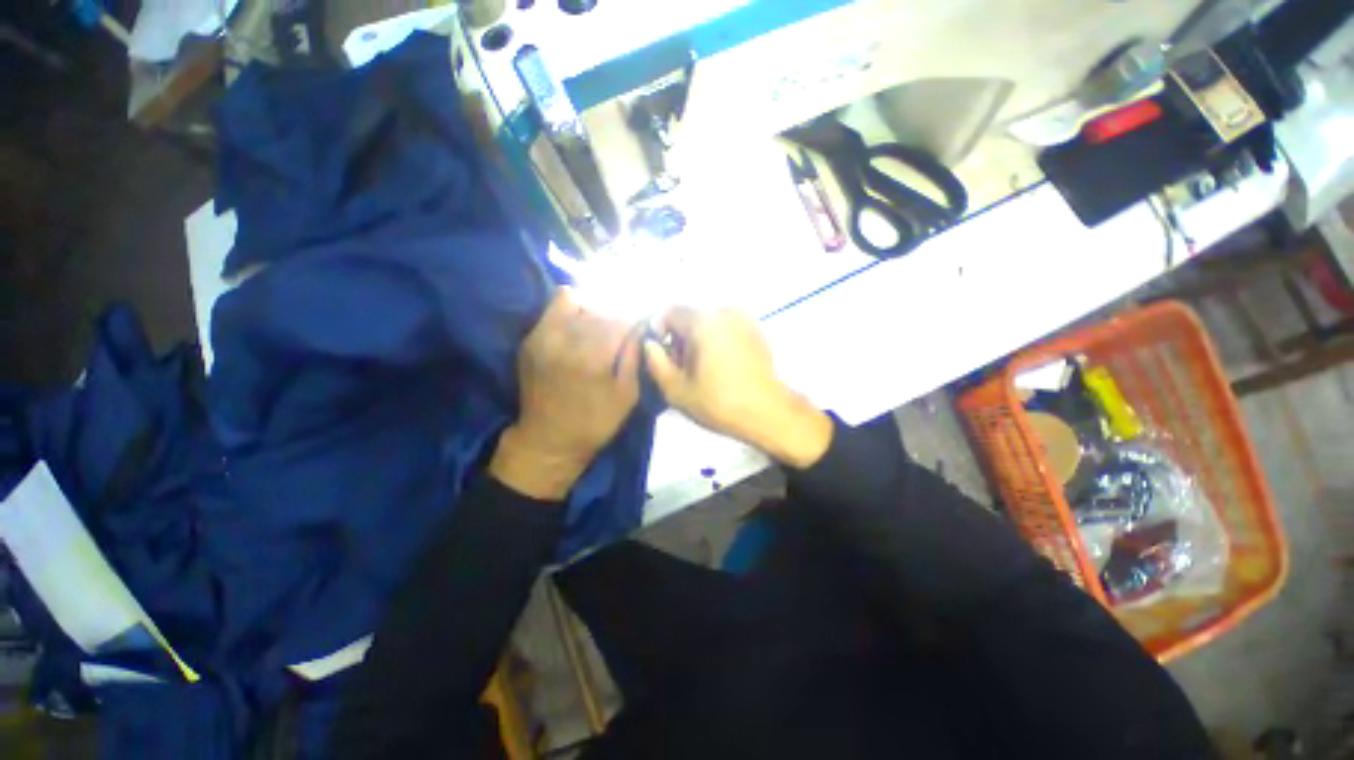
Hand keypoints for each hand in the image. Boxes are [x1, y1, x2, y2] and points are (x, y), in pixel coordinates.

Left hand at [491, 288, 639, 499]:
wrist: (547, 440)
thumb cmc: (594, 423)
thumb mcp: (626, 395)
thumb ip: (633, 356)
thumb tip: (639, 328)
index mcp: (591, 358)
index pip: (620, 319)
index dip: (635, 319)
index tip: (641, 325)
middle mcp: (564, 340)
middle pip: (598, 308)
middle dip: (615, 317)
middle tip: (621, 332)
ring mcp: (542, 337)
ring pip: (573, 301)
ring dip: (592, 311)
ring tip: (599, 330)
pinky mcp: (530, 340)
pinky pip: (554, 311)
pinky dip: (571, 315)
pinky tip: (579, 334)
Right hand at [642, 307, 831, 467]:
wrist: (768, 412)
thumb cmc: (719, 402)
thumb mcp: (677, 390)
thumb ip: (656, 362)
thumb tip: (651, 344)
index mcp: (703, 321)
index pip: (669, 312)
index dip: (660, 332)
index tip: (664, 357)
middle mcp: (725, 311)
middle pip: (690, 316)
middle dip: (680, 338)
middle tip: (683, 367)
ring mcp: (744, 319)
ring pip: (709, 322)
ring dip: (699, 339)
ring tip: (704, 368)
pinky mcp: (757, 330)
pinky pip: (727, 328)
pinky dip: (718, 340)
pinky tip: (723, 366)